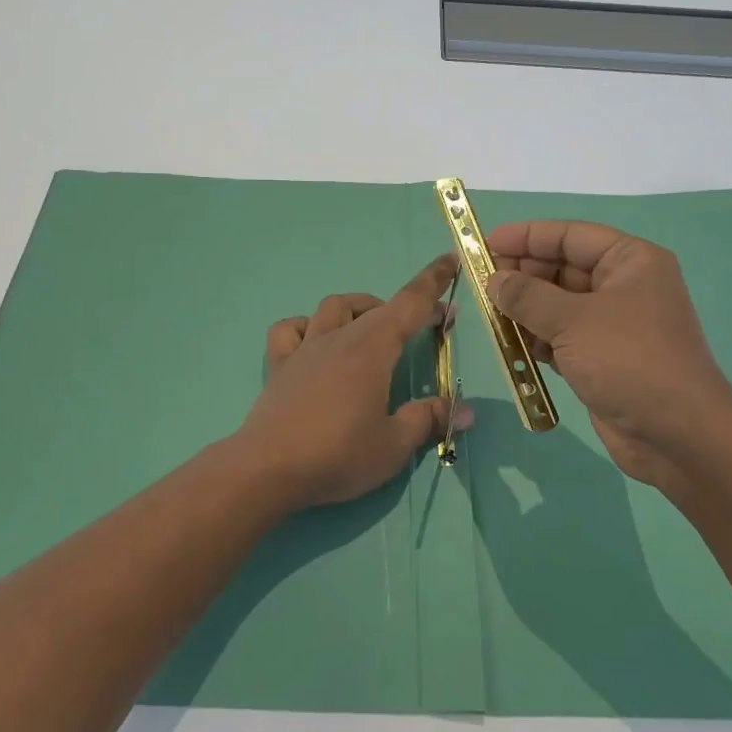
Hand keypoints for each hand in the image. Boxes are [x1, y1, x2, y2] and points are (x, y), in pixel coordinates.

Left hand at [237, 255, 471, 508]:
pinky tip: (315, 342)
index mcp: (372, 349)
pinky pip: (290, 329)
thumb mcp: (393, 445)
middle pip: (378, 307)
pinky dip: (307, 326)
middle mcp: (339, 338)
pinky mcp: (279, 365)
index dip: (433, 281)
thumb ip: (428, 420)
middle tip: (428, 325)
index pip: (410, 303)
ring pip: (334, 307)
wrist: (267, 470)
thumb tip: (465, 410)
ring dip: (359, 308)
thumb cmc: (337, 455)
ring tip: (373, 329)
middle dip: (408, 308)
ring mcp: (305, 348)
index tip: (450, 261)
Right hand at [485, 220, 731, 491]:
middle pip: (562, 268)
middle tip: (480, 284)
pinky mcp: (602, 358)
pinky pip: (561, 336)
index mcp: (630, 261)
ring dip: (525, 309)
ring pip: (558, 305)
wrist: (677, 435)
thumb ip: (527, 295)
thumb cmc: (629, 361)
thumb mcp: (573, 320)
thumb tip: (494, 279)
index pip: (570, 235)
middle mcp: (623, 286)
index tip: (484, 242)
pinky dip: (536, 338)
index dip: (526, 236)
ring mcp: (613, 324)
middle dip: (522, 274)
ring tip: (489, 315)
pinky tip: (512, 345)